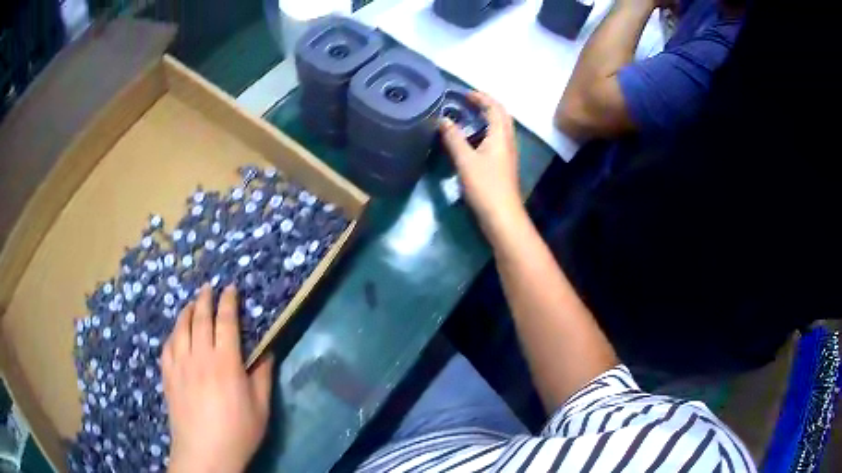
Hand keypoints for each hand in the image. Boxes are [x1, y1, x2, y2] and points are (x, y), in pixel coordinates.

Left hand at [163, 284, 274, 472]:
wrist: (205, 453)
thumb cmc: (238, 432)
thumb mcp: (260, 408)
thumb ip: (263, 376)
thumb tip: (267, 351)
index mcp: (225, 362)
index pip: (226, 322)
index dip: (228, 302)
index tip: (230, 288)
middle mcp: (199, 356)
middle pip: (200, 318)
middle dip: (205, 299)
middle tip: (208, 288)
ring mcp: (180, 365)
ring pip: (181, 328)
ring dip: (187, 312)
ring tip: (192, 305)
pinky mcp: (168, 376)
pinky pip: (167, 346)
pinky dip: (173, 334)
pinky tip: (176, 334)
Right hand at [440, 92, 522, 229]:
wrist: (502, 217)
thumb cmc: (485, 186)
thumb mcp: (465, 160)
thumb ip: (453, 138)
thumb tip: (442, 119)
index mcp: (500, 136)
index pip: (495, 108)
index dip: (481, 97)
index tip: (464, 93)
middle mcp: (507, 142)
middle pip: (500, 116)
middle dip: (485, 105)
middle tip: (465, 102)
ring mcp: (506, 155)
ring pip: (498, 129)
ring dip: (485, 119)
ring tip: (465, 117)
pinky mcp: (502, 167)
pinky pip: (494, 141)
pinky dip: (483, 133)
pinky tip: (469, 141)